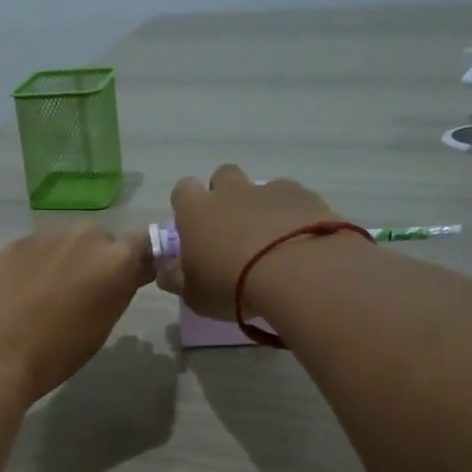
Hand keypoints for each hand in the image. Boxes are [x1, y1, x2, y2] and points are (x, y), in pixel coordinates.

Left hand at [0, 226, 152, 406]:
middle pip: (102, 242)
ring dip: (66, 262)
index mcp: (116, 261)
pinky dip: (37, 265)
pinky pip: (38, 249)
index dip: (139, 262)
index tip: (131, 280)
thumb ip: (116, 292)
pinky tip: (22, 292)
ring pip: (68, 244)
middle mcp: (86, 237)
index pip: (145, 246)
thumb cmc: (54, 354)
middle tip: (82, 295)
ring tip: (47, 296)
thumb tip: (122, 277)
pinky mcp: (16, 242)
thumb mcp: (101, 328)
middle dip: (97, 262)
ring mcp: (48, 236)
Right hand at [157, 164, 341, 318]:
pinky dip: (292, 216)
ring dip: (260, 207)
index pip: (182, 190)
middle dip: (224, 195)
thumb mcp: (194, 295)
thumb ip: (177, 278)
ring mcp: (269, 190)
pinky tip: (299, 242)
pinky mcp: (304, 196)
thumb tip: (167, 270)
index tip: (193, 228)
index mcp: (196, 211)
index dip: (186, 206)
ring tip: (270, 241)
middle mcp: (231, 192)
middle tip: (231, 230)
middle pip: (222, 176)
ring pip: (260, 188)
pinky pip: (293, 200)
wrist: (296, 273)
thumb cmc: (231, 286)